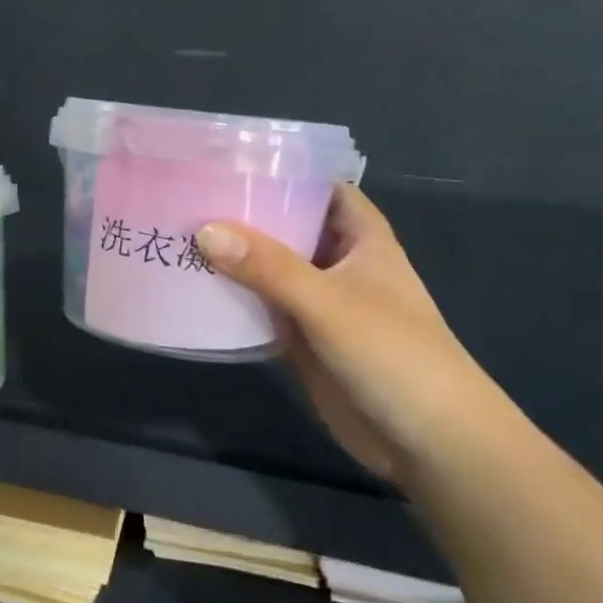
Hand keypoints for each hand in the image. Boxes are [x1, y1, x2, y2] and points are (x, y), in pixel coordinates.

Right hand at [196, 186, 508, 483]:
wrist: (428, 442)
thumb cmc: (393, 354)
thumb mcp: (329, 302)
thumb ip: (268, 266)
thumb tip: (204, 230)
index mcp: (361, 238)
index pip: (320, 186)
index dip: (283, 170)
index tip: (229, 159)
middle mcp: (338, 263)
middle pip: (286, 226)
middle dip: (243, 214)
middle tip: (185, 195)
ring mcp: (319, 303)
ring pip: (269, 269)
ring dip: (232, 258)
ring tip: (175, 234)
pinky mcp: (302, 340)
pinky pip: (261, 309)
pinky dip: (232, 300)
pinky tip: (191, 289)